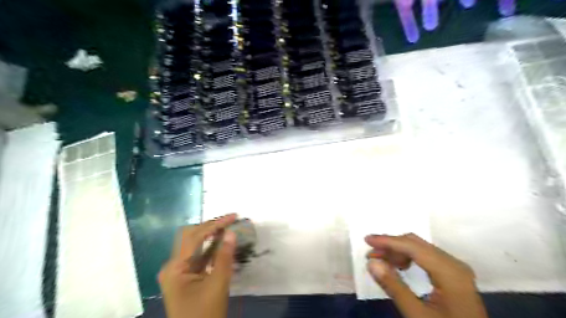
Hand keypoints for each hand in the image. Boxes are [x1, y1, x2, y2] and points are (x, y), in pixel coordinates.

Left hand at [157, 212, 236, 317]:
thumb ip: (223, 257)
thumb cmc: (205, 315)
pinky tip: (224, 244)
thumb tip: (231, 233)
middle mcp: (173, 265)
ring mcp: (179, 271)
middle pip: (192, 237)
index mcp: (175, 267)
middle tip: (232, 221)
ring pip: (196, 245)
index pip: (194, 236)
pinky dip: (212, 248)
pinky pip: (199, 256)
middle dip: (212, 226)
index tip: (233, 217)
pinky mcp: (186, 277)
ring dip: (213, 236)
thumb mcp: (217, 285)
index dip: (215, 224)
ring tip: (230, 228)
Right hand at [365, 232, 489, 317]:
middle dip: (391, 246)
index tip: (367, 240)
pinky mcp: (453, 276)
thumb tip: (372, 262)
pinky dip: (408, 259)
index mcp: (450, 272)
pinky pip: (426, 258)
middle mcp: (454, 264)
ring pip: (420, 249)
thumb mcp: (417, 316)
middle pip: (417, 244)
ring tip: (380, 261)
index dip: (388, 241)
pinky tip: (398, 266)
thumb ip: (394, 287)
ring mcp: (455, 269)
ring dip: (398, 252)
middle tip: (371, 254)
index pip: (413, 247)